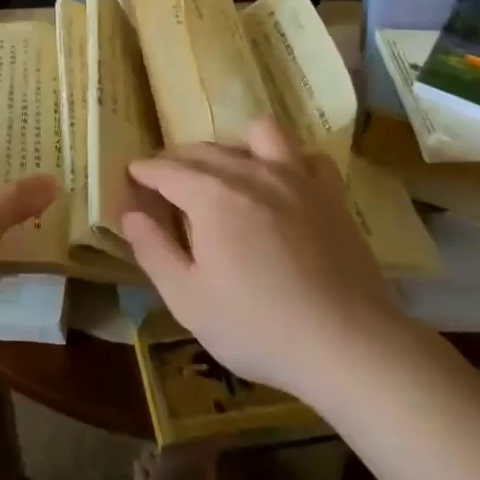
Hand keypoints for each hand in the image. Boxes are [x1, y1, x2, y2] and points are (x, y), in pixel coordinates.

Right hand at [121, 118, 405, 394]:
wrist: (349, 344)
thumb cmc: (258, 327)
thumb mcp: (188, 300)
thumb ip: (153, 251)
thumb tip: (129, 214)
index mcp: (211, 195)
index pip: (167, 170)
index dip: (145, 171)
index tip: (132, 174)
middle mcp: (250, 173)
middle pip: (205, 150)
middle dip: (179, 160)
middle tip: (167, 180)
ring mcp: (295, 178)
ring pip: (258, 134)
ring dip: (236, 146)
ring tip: (229, 172)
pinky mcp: (330, 195)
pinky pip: (306, 156)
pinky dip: (289, 161)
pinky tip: (283, 183)